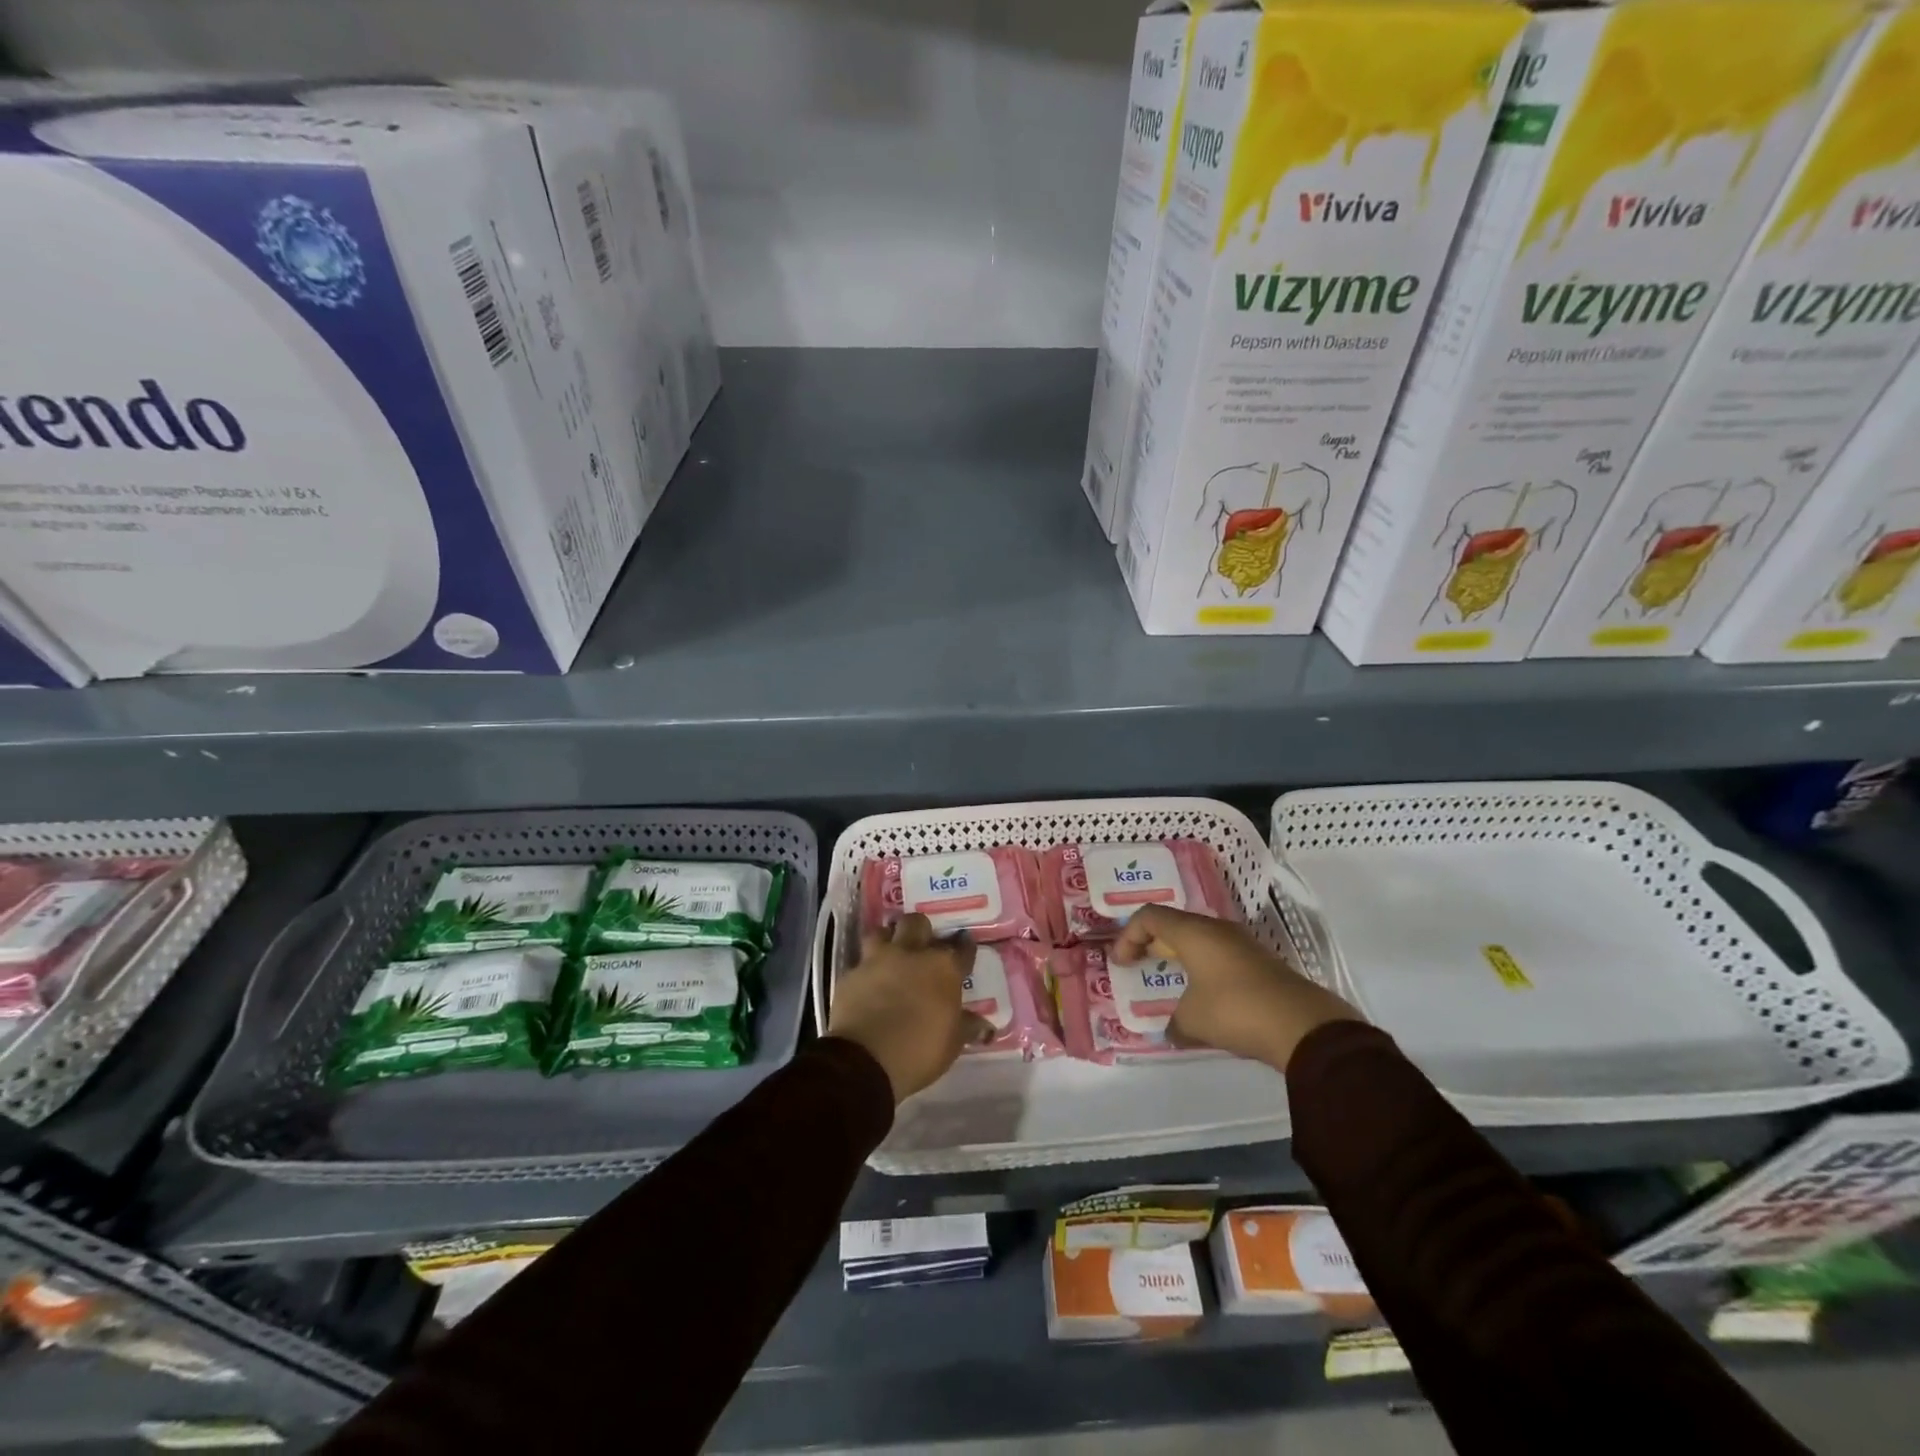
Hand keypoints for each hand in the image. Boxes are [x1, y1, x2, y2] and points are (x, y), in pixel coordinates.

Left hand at [828, 914, 991, 1101]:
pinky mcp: (851, 974)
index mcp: (943, 968)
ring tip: (891, 953)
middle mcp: (911, 954)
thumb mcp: (952, 1043)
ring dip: (888, 939)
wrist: (865, 1059)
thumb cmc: (920, 1050)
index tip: (965, 947)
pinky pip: (860, 962)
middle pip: (917, 923)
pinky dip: (866, 969)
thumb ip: (967, 1027)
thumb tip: (985, 1025)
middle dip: (921, 930)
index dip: (965, 947)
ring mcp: (878, 960)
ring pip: (882, 932)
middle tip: (923, 945)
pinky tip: (868, 982)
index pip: (961, 949)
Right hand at [1110, 905, 1360, 1071]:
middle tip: (1138, 963)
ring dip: (1179, 955)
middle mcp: (1216, 930)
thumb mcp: (1192, 1021)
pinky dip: (1202, 967)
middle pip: (1174, 924)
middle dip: (1151, 942)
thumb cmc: (1235, 1011)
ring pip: (1199, 939)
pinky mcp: (1260, 963)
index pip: (1150, 917)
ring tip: (1169, 980)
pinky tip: (1202, 995)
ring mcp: (1242, 944)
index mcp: (1193, 933)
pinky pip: (1219, 955)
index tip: (1120, 964)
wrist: (1303, 1027)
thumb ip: (1174, 1022)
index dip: (1128, 936)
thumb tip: (1172, 1030)